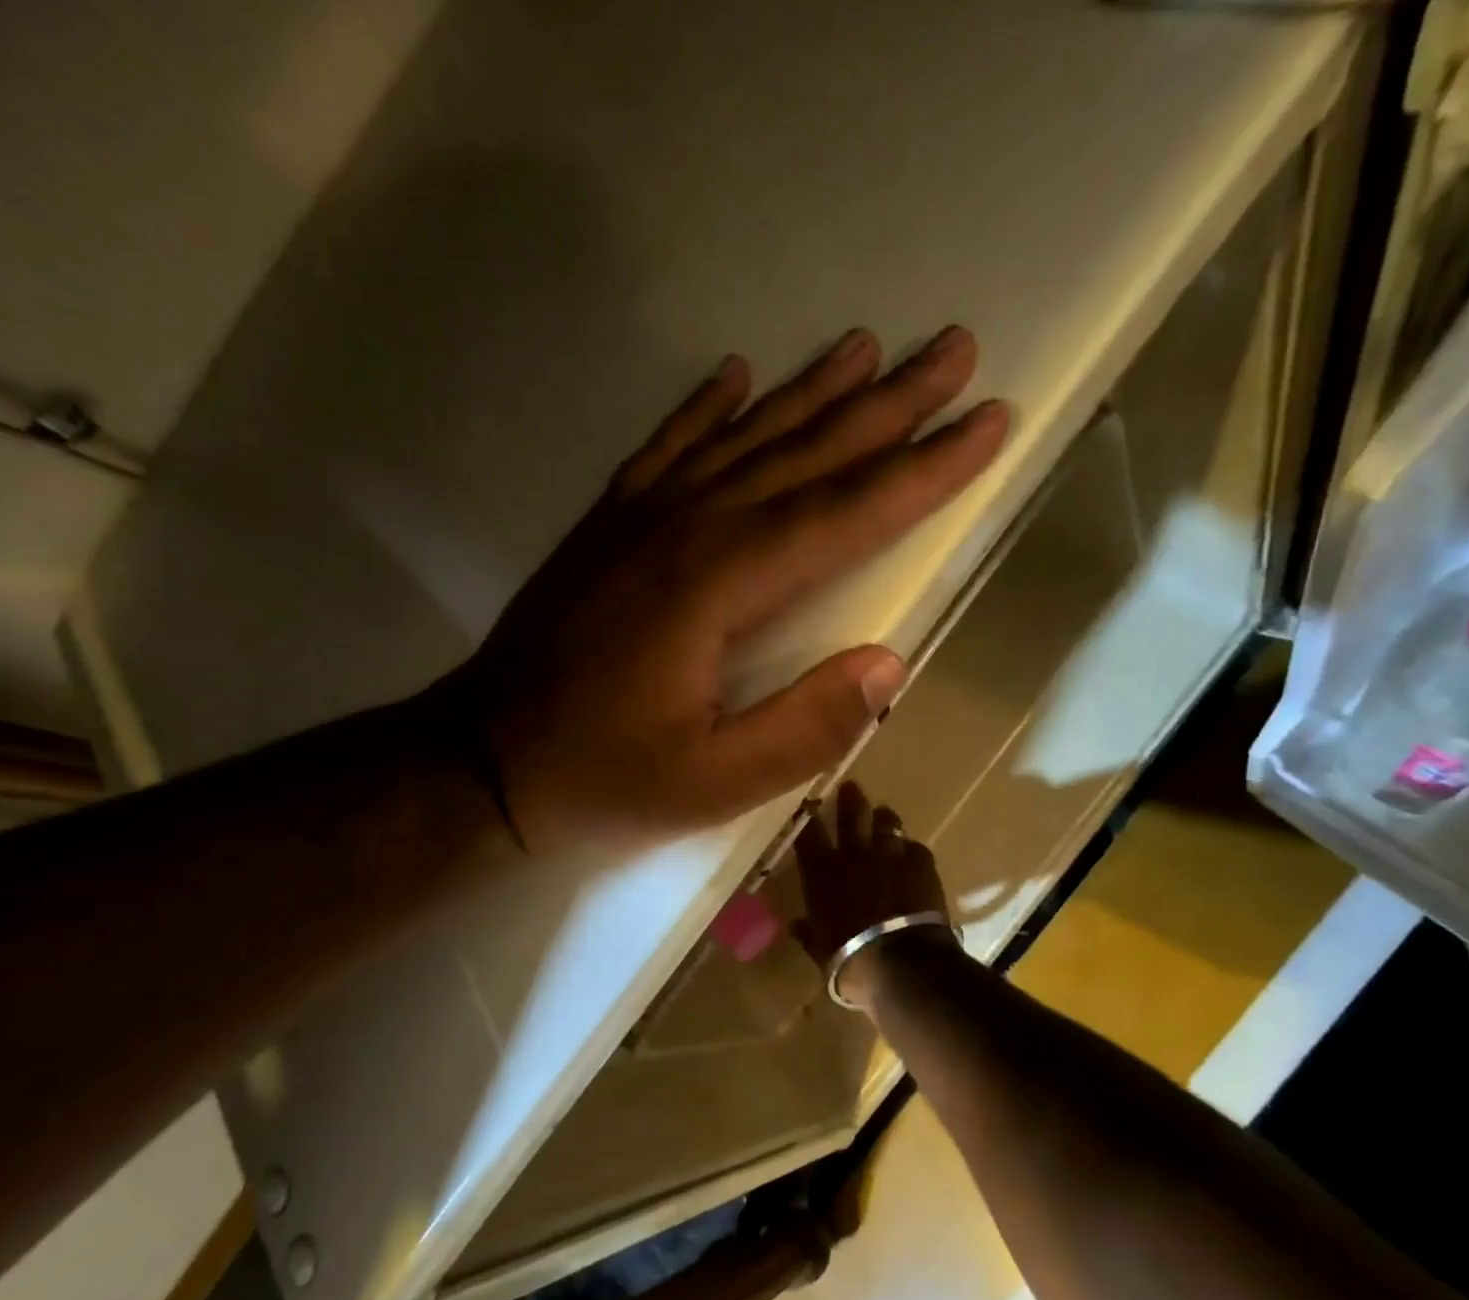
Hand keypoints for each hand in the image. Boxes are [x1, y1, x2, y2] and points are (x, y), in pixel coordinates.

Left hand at [462, 327, 1007, 849]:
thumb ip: (805, 726)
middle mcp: (685, 531)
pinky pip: (664, 449)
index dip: (922, 472)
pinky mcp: (606, 528)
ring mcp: (639, 520)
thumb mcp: (713, 783)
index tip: (987, 422)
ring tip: (864, 346)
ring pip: (741, 439)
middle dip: (886, 405)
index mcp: (719, 588)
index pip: (843, 516)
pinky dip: (703, 409)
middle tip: (952, 349)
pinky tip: (733, 375)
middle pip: (803, 456)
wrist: (481, 760)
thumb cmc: (602, 778)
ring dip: (808, 393)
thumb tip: (888, 664)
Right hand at [790, 781, 949, 979]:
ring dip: (884, 818)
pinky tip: (912, 855)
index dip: (807, 818)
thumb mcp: (820, 952)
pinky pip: (916, 848)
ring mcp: (891, 856)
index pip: (809, 835)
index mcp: (823, 873)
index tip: (807, 806)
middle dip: (849, 799)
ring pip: (887, 823)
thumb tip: (795, 926)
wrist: (902, 964)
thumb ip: (809, 934)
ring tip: (884, 814)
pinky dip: (912, 850)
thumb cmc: (851, 961)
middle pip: (851, 815)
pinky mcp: (922, 865)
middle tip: (851, 787)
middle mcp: (855, 856)